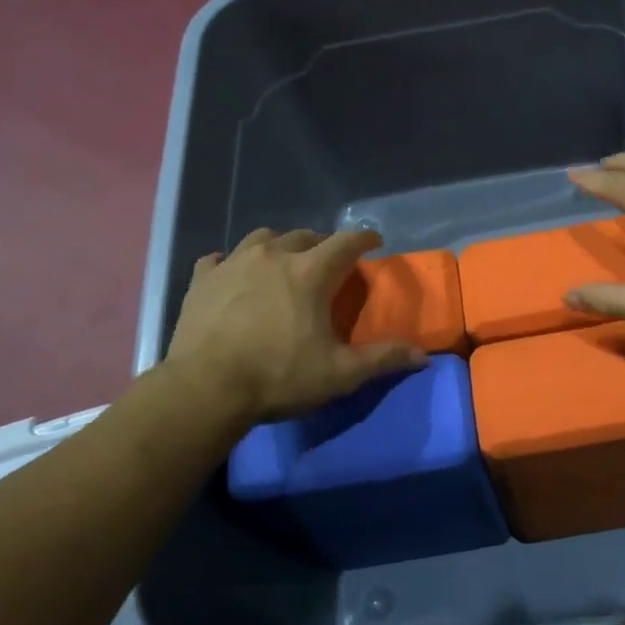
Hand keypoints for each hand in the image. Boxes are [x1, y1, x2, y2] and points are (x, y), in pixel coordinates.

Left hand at [165, 228, 426, 422]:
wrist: (205, 389)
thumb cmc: (278, 376)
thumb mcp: (340, 374)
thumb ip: (382, 360)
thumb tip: (422, 356)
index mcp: (310, 272)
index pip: (346, 242)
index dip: (364, 239)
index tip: (374, 241)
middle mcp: (273, 256)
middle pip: (304, 236)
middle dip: (321, 244)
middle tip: (327, 262)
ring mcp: (233, 264)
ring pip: (262, 238)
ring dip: (278, 246)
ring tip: (282, 263)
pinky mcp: (202, 280)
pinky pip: (218, 260)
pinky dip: (230, 264)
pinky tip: (232, 276)